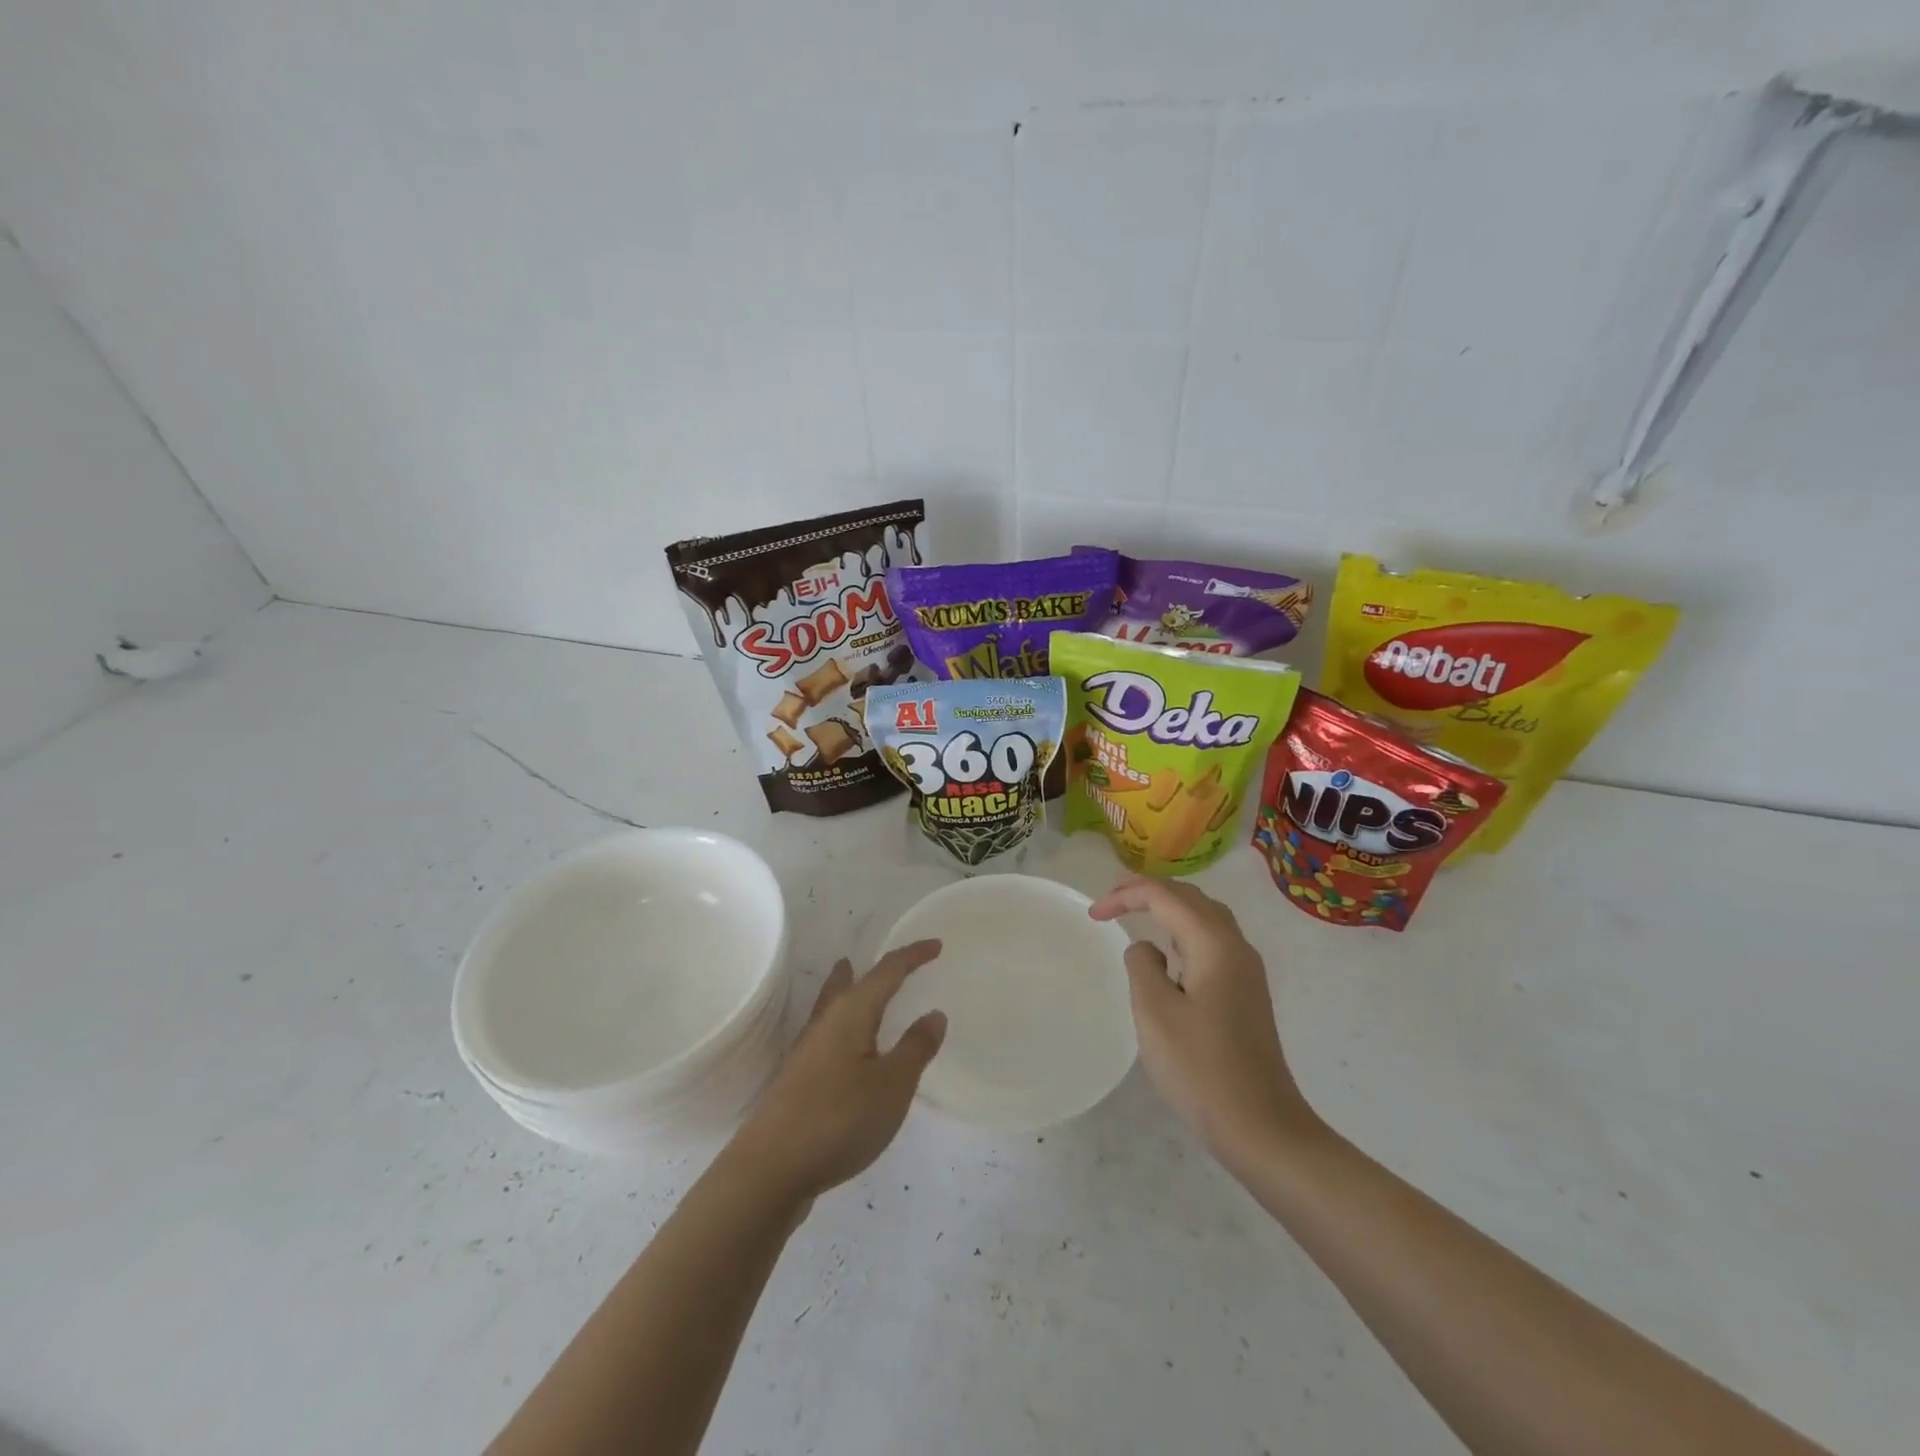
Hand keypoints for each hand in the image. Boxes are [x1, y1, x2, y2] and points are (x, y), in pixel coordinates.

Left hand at [733, 941, 947, 1205]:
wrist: (771, 1170)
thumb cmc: (840, 1119)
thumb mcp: (893, 1085)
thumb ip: (915, 1048)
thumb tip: (933, 1013)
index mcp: (851, 1014)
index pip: (887, 972)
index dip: (912, 956)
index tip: (936, 946)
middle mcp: (825, 1024)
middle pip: (846, 985)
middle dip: (864, 970)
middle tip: (879, 962)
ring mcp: (805, 1054)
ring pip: (830, 1009)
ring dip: (844, 993)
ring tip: (850, 984)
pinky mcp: (797, 1083)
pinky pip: (826, 1038)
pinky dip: (842, 1029)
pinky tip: (845, 1052)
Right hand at [1089, 880, 1319, 1169]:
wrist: (1261, 1126)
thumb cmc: (1201, 1068)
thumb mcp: (1155, 1012)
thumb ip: (1142, 966)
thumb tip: (1148, 949)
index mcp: (1214, 943)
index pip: (1165, 896)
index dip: (1126, 895)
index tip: (1093, 913)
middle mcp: (1236, 946)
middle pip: (1190, 898)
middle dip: (1149, 892)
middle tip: (1111, 899)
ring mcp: (1246, 970)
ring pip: (1205, 918)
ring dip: (1169, 909)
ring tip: (1136, 914)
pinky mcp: (1246, 993)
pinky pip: (1211, 942)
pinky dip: (1183, 932)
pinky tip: (1168, 955)